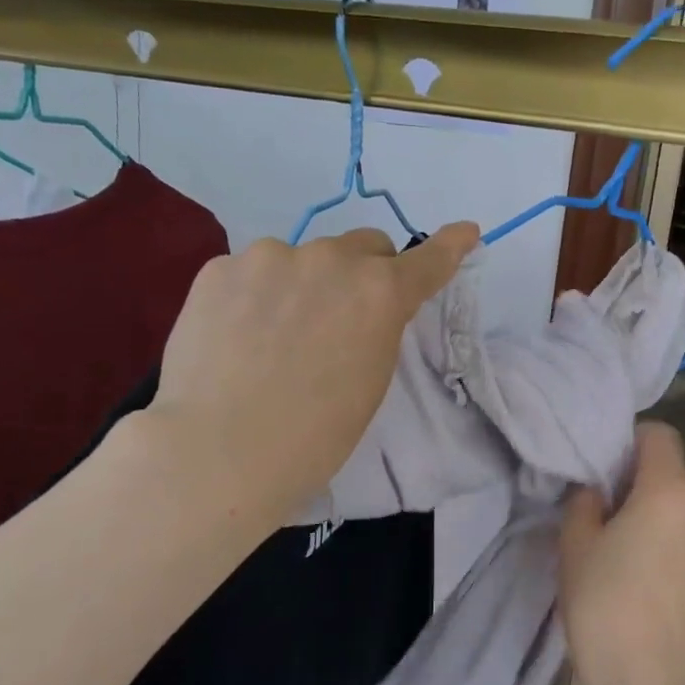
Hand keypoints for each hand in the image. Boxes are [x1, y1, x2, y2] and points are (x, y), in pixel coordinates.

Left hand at [145, 222, 477, 523]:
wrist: (218, 452)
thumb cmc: (313, 436)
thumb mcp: (369, 382)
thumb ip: (376, 328)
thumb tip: (361, 308)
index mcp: (378, 293)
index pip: (426, 262)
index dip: (449, 247)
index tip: (465, 232)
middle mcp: (329, 259)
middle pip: (362, 247)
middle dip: (362, 272)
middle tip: (340, 318)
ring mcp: (269, 256)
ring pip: (301, 258)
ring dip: (301, 283)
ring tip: (271, 338)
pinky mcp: (219, 267)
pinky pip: (251, 272)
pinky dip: (253, 295)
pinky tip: (234, 337)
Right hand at [559, 422, 684, 684]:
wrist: (642, 678)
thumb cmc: (602, 600)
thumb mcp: (575, 540)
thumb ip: (586, 499)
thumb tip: (599, 491)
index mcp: (671, 491)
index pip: (659, 436)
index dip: (630, 441)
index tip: (604, 469)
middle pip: (671, 474)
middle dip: (639, 483)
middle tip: (605, 513)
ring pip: (682, 509)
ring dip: (657, 515)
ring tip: (625, 551)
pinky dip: (672, 542)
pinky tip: (647, 576)